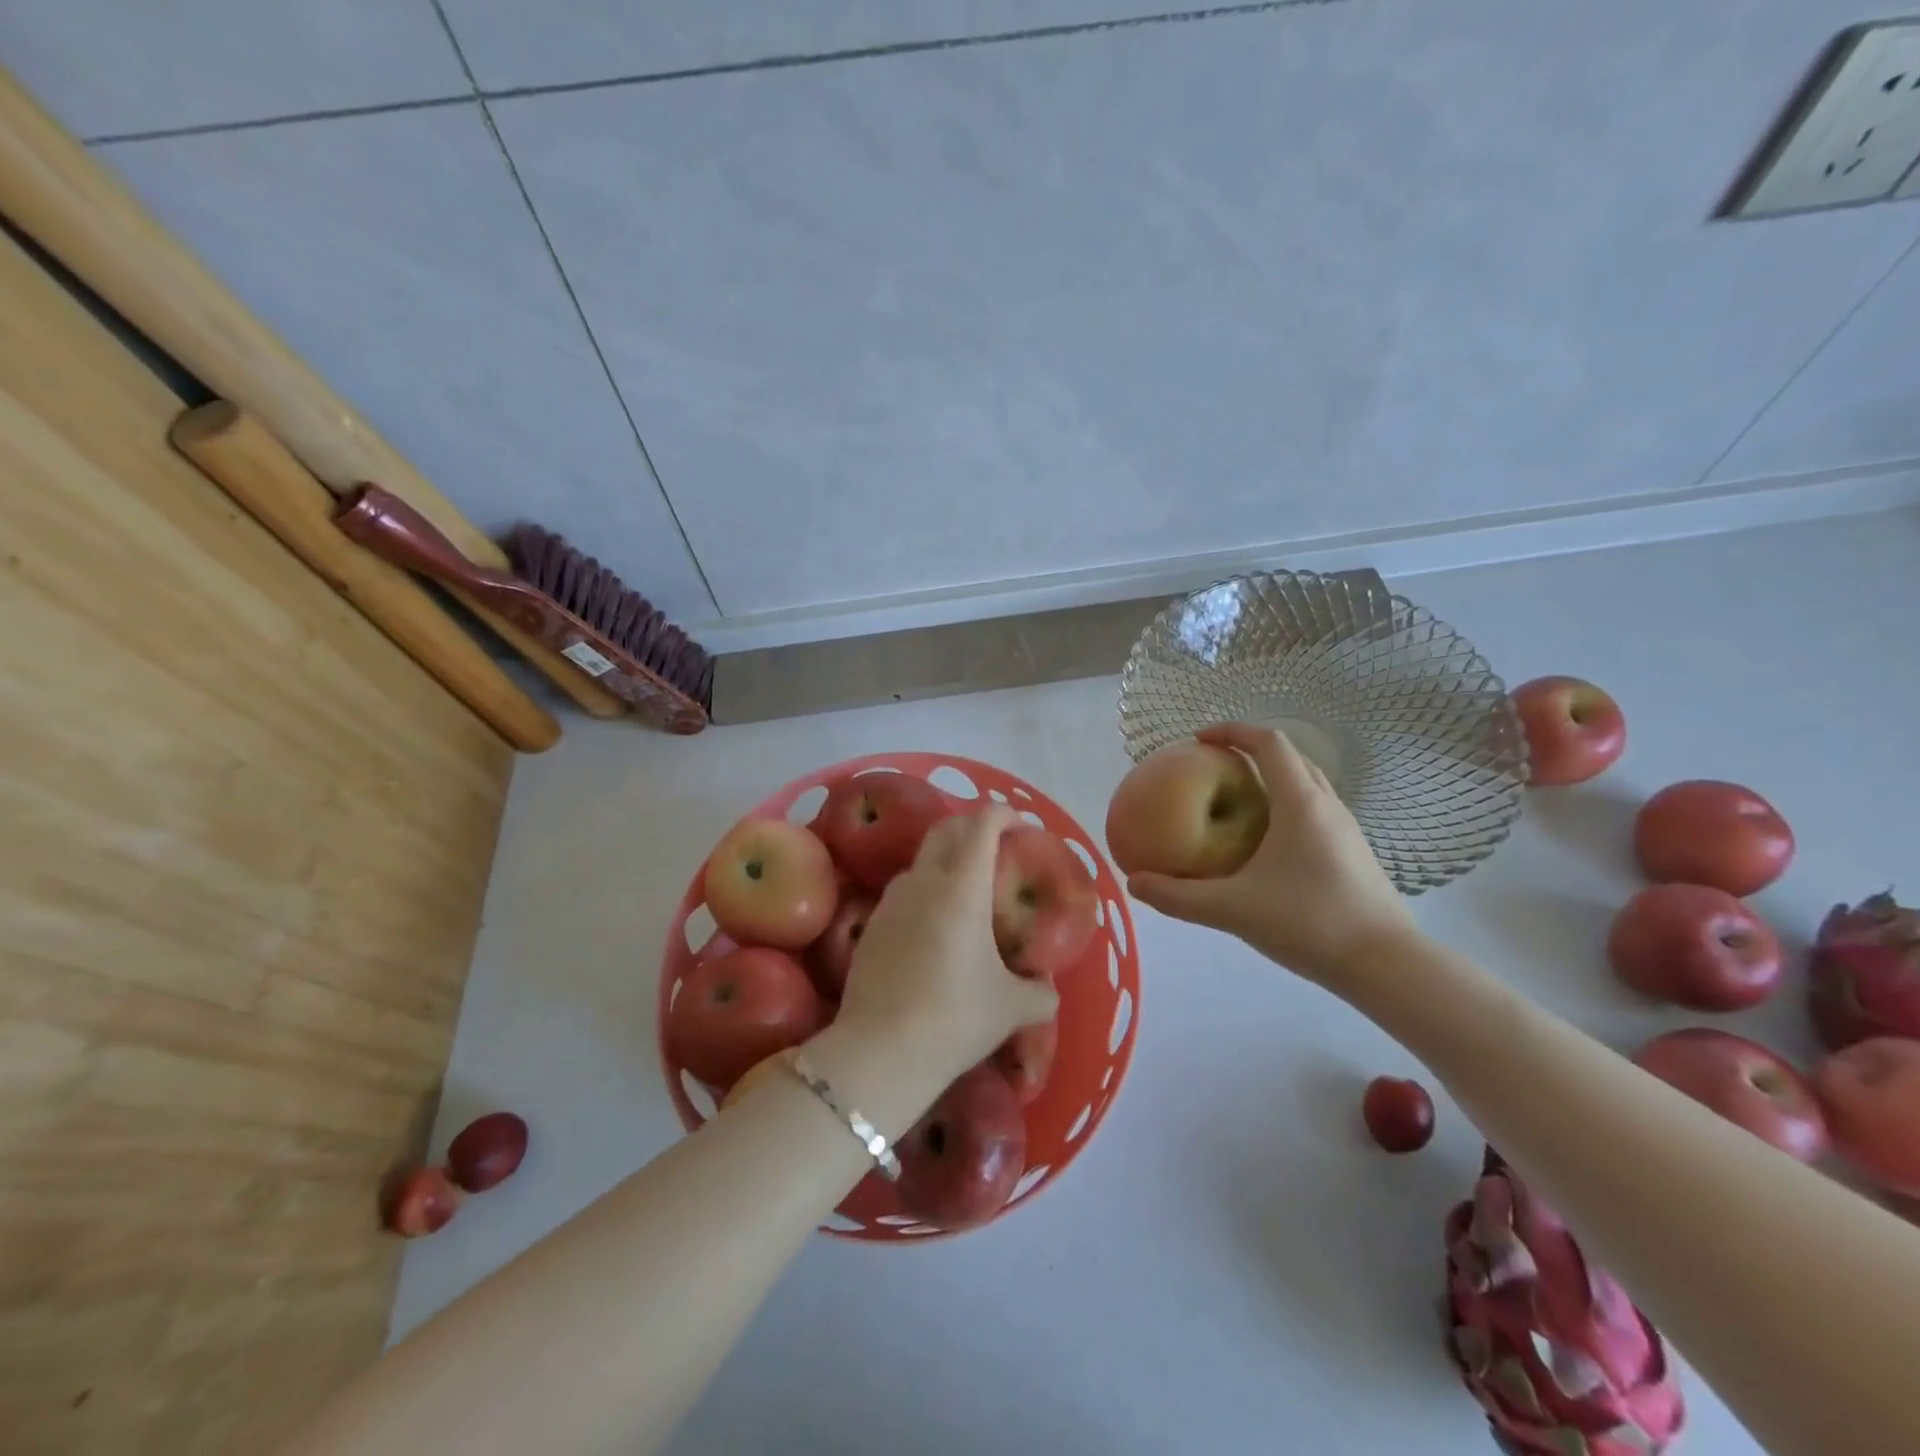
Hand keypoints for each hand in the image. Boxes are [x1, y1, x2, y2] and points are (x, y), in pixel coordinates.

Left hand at [832, 804, 1057, 1093]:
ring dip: (945, 862)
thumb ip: (1040, 992)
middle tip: (995, 849)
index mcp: (963, 888)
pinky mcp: (871, 925)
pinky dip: (924, 893)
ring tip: (966, 893)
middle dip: (972, 827)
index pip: (982, 825)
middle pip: (945, 830)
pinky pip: (903, 893)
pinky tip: (934, 929)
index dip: (1003, 814)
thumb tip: (1047, 987)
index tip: (1020, 827)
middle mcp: (924, 882)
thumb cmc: (955, 1018)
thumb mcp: (1012, 1008)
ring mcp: (891, 901)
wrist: (880, 1051)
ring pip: (921, 861)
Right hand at [1125, 723, 1418, 992]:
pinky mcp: (1353, 852)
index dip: (1232, 731)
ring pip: (1306, 783)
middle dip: (1249, 752)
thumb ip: (1178, 896)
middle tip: (1213, 767)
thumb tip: (1134, 882)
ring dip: (1271, 779)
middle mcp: (1326, 804)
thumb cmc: (1309, 922)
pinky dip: (1285, 805)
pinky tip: (1266, 843)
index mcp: (1300, 802)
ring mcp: (1345, 828)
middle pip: (1289, 757)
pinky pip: (1314, 809)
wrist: (1386, 964)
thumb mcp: (1232, 910)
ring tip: (1235, 800)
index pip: (1268, 742)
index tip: (1199, 740)